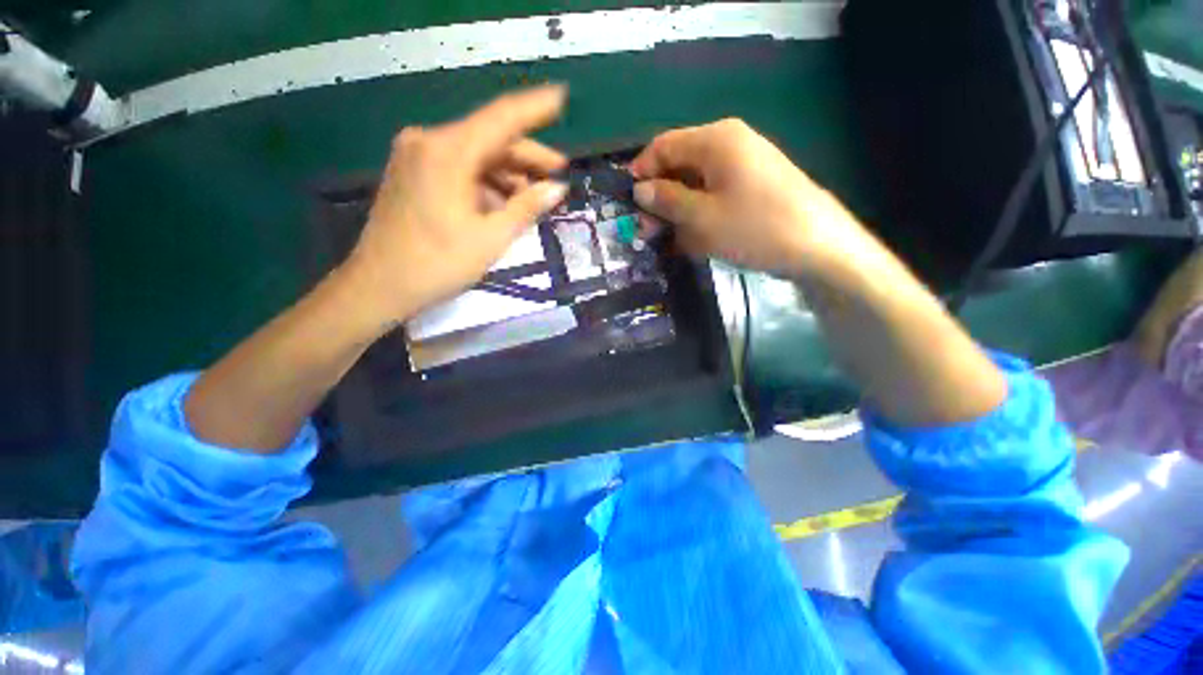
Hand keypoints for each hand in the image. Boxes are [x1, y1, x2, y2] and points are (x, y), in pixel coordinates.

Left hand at [346, 86, 569, 324]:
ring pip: (475, 155)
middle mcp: (429, 142)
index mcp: (448, 153)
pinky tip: (504, 202)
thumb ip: (526, 207)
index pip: (502, 118)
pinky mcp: (413, 172)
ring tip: (535, 196)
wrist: (379, 286)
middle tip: (559, 171)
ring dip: (507, 173)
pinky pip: (459, 168)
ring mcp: (416, 156)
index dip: (535, 108)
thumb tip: (557, 188)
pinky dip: (485, 182)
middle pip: (489, 138)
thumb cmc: (438, 265)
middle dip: (526, 156)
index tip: (562, 98)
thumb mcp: (491, 238)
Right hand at [630, 118, 864, 277]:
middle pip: (680, 165)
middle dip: (661, 199)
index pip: (663, 145)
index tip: (629, 204)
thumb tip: (640, 189)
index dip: (641, 172)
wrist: (819, 247)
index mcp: (715, 140)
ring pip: (697, 185)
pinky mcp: (754, 187)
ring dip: (681, 213)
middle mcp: (730, 144)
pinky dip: (702, 217)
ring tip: (675, 242)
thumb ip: (666, 200)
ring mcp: (745, 166)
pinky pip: (716, 197)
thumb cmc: (754, 227)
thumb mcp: (701, 218)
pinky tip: (699, 240)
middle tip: (648, 232)